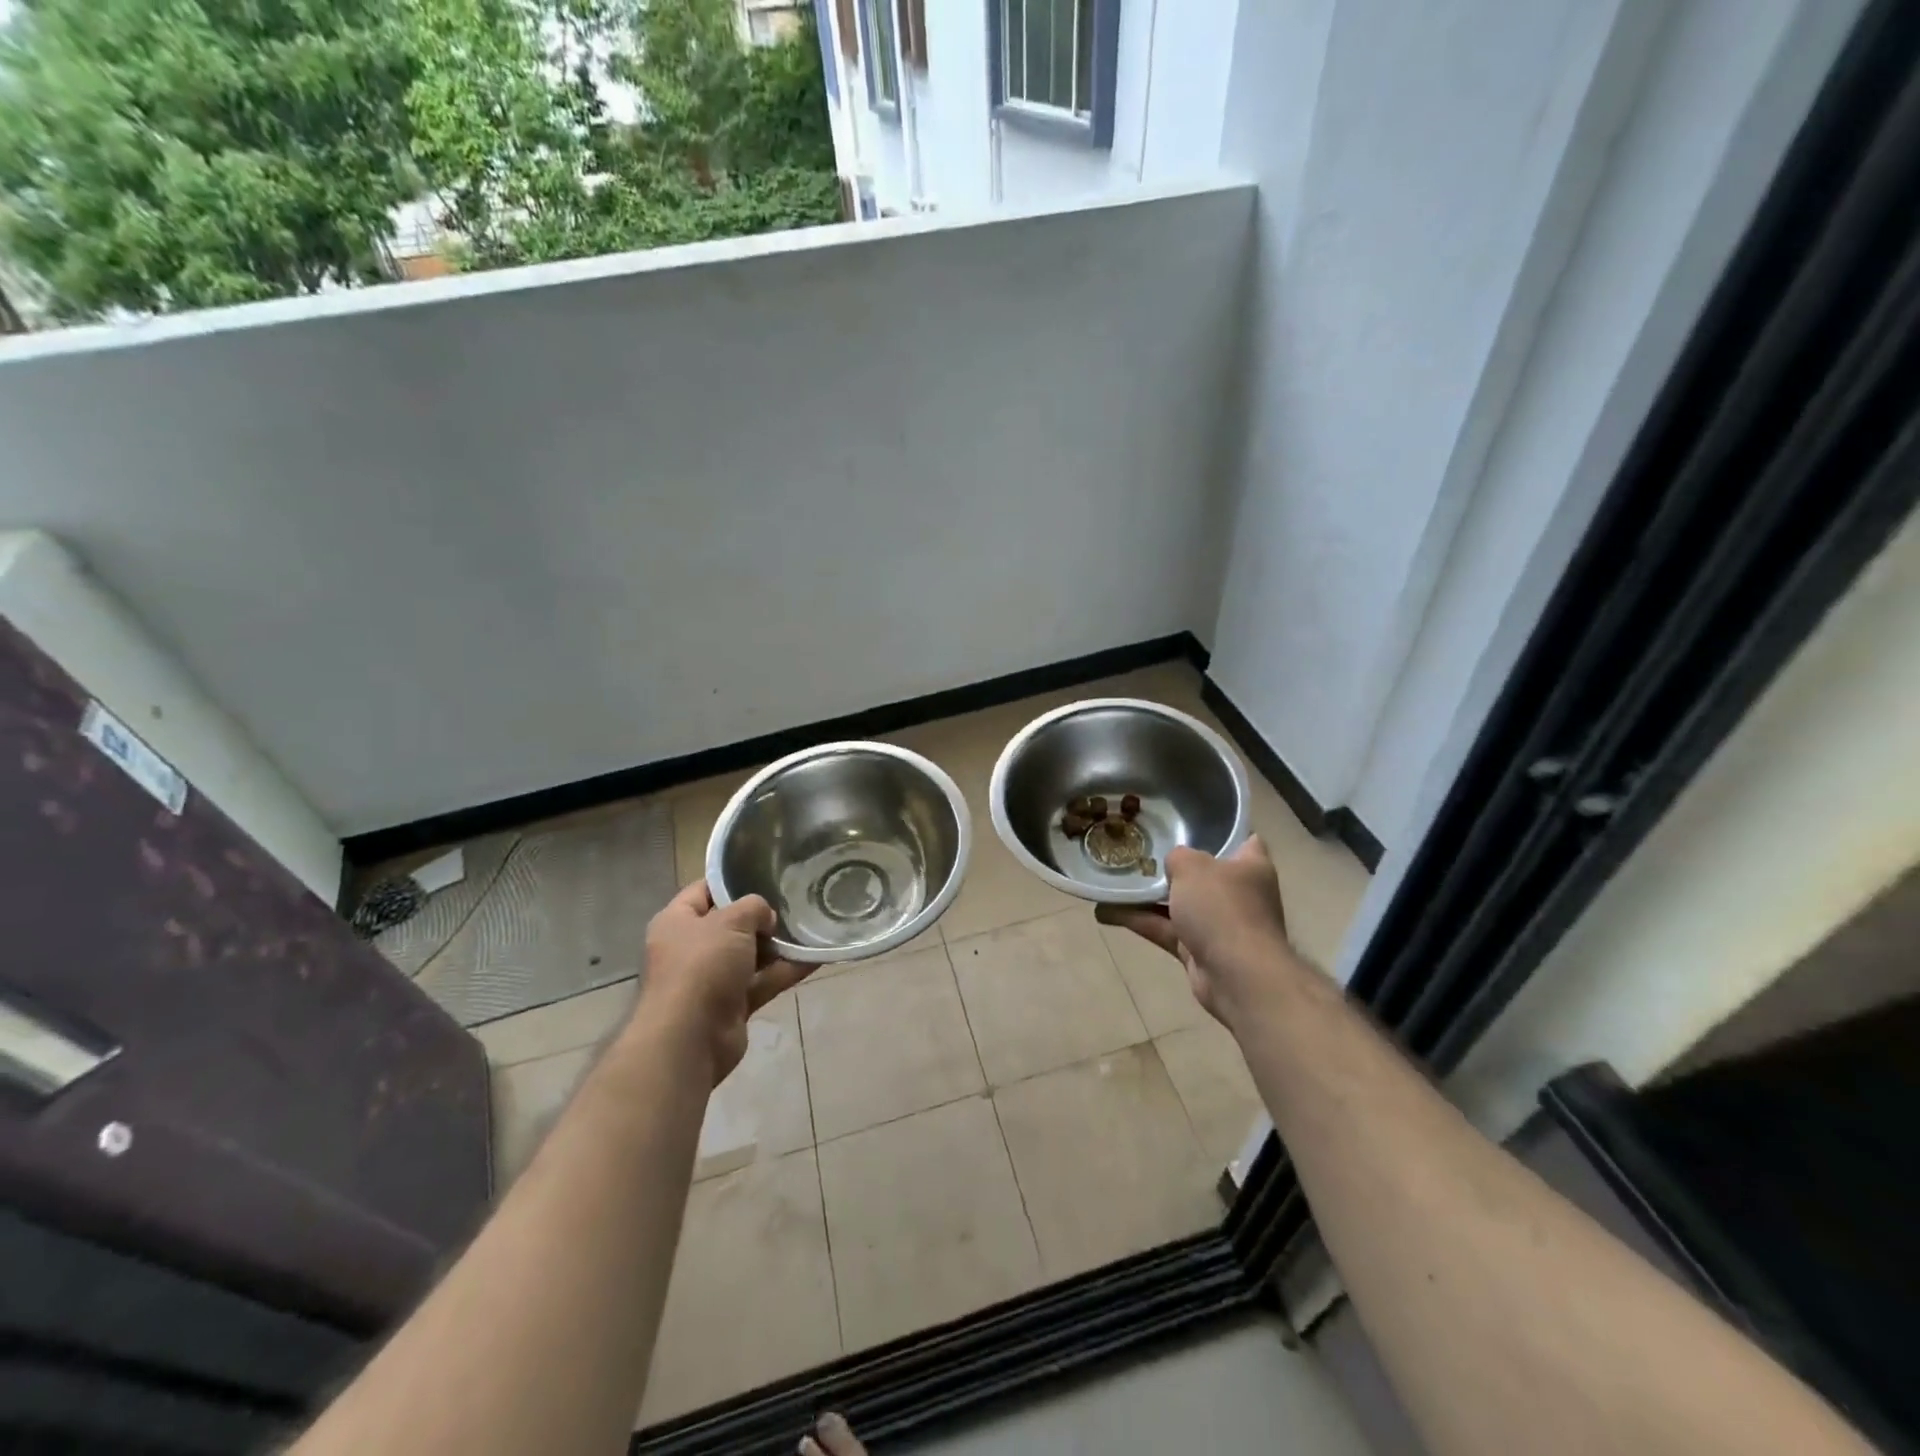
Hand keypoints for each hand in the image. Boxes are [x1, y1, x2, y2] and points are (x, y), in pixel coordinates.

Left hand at [631, 880, 810, 1084]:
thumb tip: (766, 917)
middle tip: (793, 901)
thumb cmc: (702, 966)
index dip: (731, 881)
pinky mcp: (731, 1004)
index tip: (764, 872)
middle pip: (730, 924)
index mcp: (677, 922)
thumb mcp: (730, 921)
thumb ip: (753, 907)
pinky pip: (763, 981)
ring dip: (778, 945)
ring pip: (750, 955)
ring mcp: (711, 978)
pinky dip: (786, 971)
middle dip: (761, 917)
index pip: (703, 891)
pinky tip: (815, 957)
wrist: (690, 1038)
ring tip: (811, 926)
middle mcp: (691, 948)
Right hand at [1095, 836, 1299, 1030]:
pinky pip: (1165, 929)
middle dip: (1172, 866)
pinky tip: (1106, 911)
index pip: (1243, 840)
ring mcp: (1219, 924)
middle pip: (1203, 874)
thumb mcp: (1193, 866)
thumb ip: (1178, 856)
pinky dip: (1140, 921)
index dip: (1220, 831)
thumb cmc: (1222, 908)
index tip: (1188, 825)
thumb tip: (1174, 863)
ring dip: (1148, 896)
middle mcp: (1238, 893)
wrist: (1237, 976)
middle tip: (1139, 850)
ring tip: (1114, 880)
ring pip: (1178, 904)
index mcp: (1250, 866)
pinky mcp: (1199, 950)